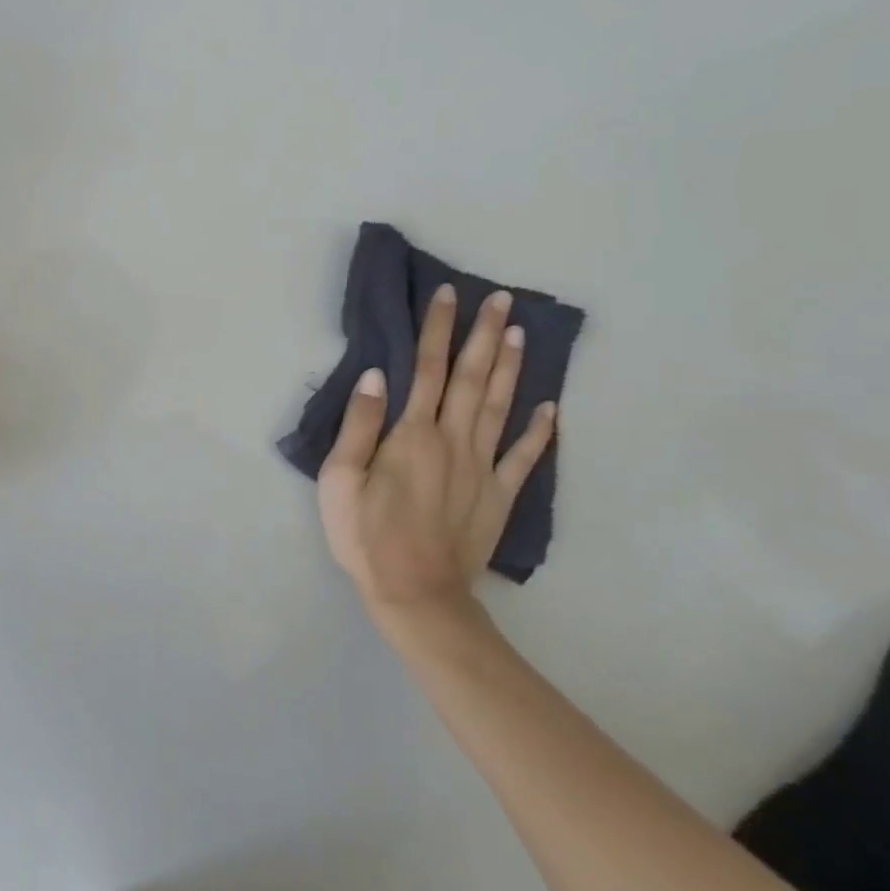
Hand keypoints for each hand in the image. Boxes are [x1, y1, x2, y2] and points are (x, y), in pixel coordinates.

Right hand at [317, 285, 556, 623]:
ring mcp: (482, 468)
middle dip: (483, 335)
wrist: (415, 595)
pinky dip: (539, 430)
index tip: (448, 295)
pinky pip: (523, 457)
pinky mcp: (499, 496)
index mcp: (412, 434)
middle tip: (500, 299)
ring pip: (500, 407)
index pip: (427, 369)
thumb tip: (376, 376)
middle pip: (471, 378)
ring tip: (520, 333)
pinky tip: (550, 407)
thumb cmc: (365, 535)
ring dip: (510, 367)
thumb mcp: (339, 479)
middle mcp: (453, 441)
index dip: (437, 329)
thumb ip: (359, 425)